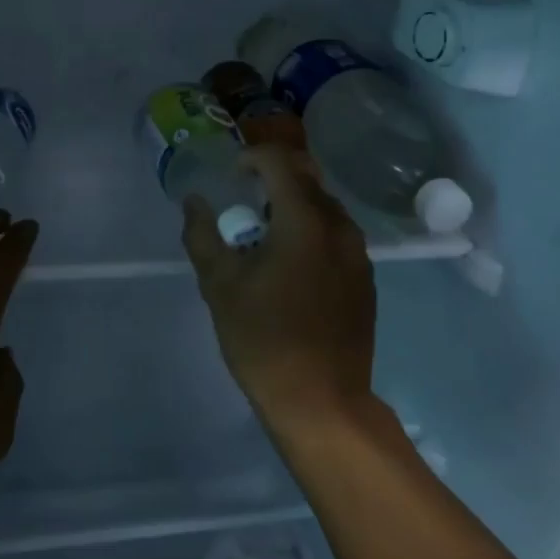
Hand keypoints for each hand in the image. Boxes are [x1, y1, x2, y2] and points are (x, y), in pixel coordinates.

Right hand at [181, 146, 376, 432]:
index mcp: (304, 221)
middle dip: (275, 176)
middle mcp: (339, 226)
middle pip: (308, 177)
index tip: (232, 174)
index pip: (280, 162)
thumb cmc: (264, 339)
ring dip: (295, 204)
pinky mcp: (366, 278)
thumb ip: (202, 235)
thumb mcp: (219, 285)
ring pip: (326, 205)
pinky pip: (338, 234)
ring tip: (267, 235)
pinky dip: (313, 230)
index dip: (252, 157)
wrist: (322, 401)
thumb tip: (194, 202)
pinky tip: (293, 265)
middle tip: (247, 200)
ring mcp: (358, 253)